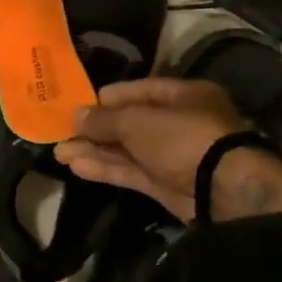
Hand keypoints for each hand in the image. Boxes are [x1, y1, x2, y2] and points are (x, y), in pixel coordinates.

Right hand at [53, 78, 250, 220]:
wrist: (222, 190)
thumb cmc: (183, 138)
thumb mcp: (137, 121)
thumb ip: (103, 119)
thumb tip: (75, 115)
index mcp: (182, 96)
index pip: (137, 91)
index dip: (105, 98)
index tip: (75, 105)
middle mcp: (178, 123)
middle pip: (128, 122)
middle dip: (93, 129)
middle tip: (60, 133)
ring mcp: (171, 156)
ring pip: (125, 150)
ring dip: (93, 151)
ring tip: (59, 153)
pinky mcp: (165, 184)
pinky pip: (129, 171)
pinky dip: (104, 169)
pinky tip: (76, 167)